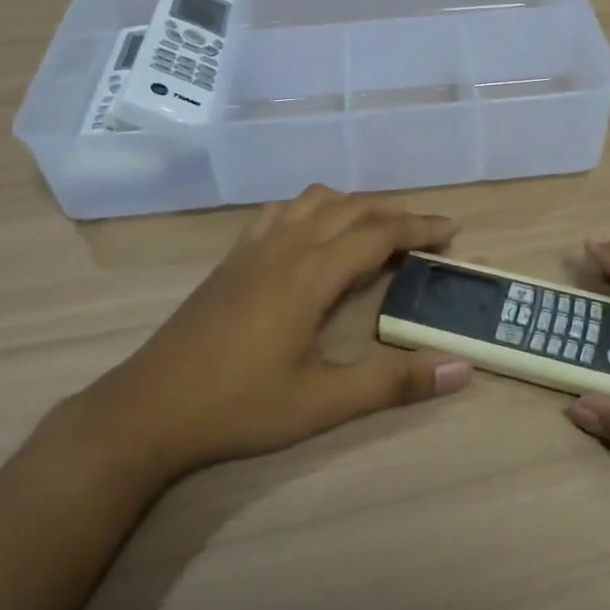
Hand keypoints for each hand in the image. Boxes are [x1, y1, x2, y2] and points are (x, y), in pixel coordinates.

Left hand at [75, 186, 473, 481]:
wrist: (147, 409)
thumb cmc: (239, 407)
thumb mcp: (322, 404)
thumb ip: (393, 383)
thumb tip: (462, 368)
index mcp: (310, 274)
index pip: (378, 233)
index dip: (419, 226)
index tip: (452, 229)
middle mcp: (285, 246)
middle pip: (351, 208)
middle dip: (394, 214)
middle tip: (426, 234)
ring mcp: (253, 247)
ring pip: (314, 200)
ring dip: (353, 205)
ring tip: (375, 231)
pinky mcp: (232, 257)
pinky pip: (280, 211)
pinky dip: (311, 208)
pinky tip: (312, 234)